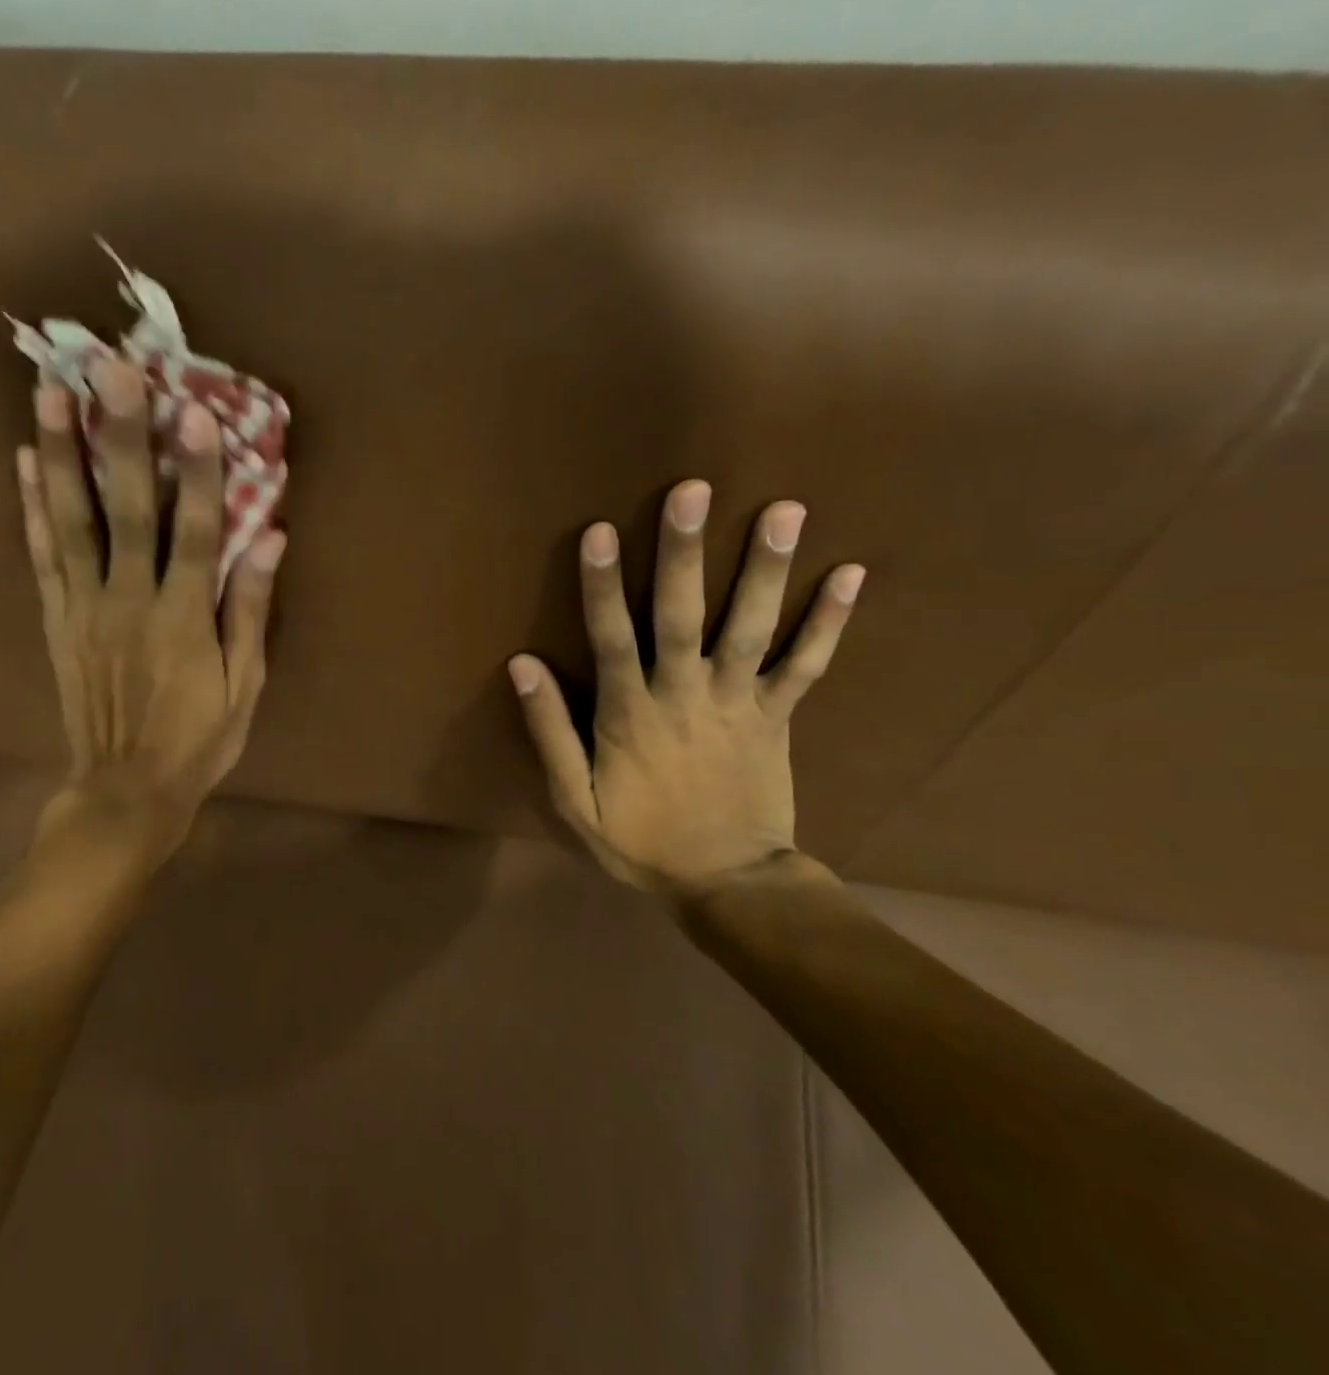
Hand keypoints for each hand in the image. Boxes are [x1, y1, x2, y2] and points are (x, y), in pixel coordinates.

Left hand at [16, 355, 283, 865]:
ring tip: (49, 392)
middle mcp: (129, 601)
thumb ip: (251, 610)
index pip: (197, 532)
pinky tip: (24, 460)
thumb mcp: (245, 686)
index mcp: (184, 619)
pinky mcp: (57, 619)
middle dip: (120, 437)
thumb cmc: (199, 740)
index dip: (199, 471)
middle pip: (126, 509)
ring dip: (60, 455)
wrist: (126, 789)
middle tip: (109, 371)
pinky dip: (32, 506)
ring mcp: (84, 607)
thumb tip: (272, 539)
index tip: (194, 410)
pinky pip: (42, 555)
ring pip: (71, 521)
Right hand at [509, 483, 862, 900]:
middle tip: (693, 490)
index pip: (611, 637)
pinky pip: (807, 664)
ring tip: (784, 509)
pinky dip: (830, 622)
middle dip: (685, 553)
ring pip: (752, 628)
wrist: (727, 884)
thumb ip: (549, 731)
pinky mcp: (779, 716)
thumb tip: (521, 665)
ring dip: (766, 569)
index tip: (600, 530)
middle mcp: (685, 695)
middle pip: (683, 616)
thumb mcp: (575, 800)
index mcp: (630, 714)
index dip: (603, 584)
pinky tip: (852, 573)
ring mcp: (740, 703)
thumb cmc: (640, 841)